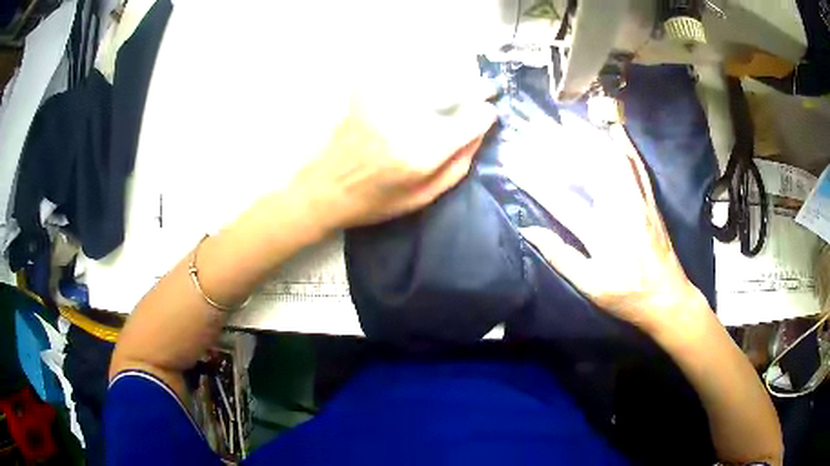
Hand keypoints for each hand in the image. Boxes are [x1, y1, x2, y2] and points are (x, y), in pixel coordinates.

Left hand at [289, 92, 495, 232]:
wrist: (324, 190)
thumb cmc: (374, 203)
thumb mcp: (421, 199)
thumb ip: (456, 168)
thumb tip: (479, 135)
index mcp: (421, 155)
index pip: (469, 121)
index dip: (484, 114)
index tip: (489, 112)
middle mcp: (405, 123)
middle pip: (451, 92)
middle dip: (473, 89)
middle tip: (485, 88)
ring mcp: (383, 105)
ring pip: (428, 80)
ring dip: (448, 80)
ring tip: (456, 85)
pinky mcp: (366, 96)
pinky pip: (400, 77)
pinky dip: (417, 76)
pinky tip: (422, 81)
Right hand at [521, 125, 707, 332]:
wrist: (668, 297)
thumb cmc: (628, 296)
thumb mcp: (591, 286)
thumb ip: (561, 257)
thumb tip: (528, 231)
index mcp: (603, 234)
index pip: (562, 200)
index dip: (535, 180)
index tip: (512, 161)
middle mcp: (621, 208)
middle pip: (591, 166)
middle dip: (562, 142)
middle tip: (539, 125)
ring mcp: (639, 199)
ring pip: (614, 157)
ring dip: (590, 134)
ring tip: (569, 119)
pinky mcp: (650, 198)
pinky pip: (637, 163)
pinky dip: (624, 142)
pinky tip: (614, 128)